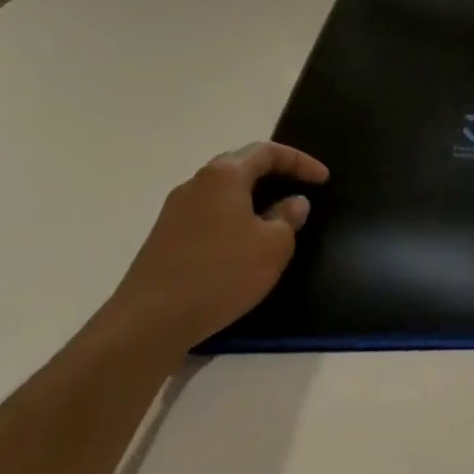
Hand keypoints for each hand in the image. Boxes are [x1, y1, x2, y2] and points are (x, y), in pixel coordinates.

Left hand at [105, 142, 328, 360]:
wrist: (150, 321)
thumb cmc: (222, 273)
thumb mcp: (273, 245)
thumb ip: (288, 217)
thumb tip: (293, 202)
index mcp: (224, 176)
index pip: (268, 152)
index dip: (300, 161)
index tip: (323, 179)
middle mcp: (195, 184)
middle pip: (240, 163)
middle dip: (274, 171)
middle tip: (300, 185)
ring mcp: (175, 211)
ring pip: (222, 190)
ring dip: (252, 195)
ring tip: (277, 213)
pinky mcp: (165, 237)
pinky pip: (209, 212)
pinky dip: (234, 215)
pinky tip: (245, 239)